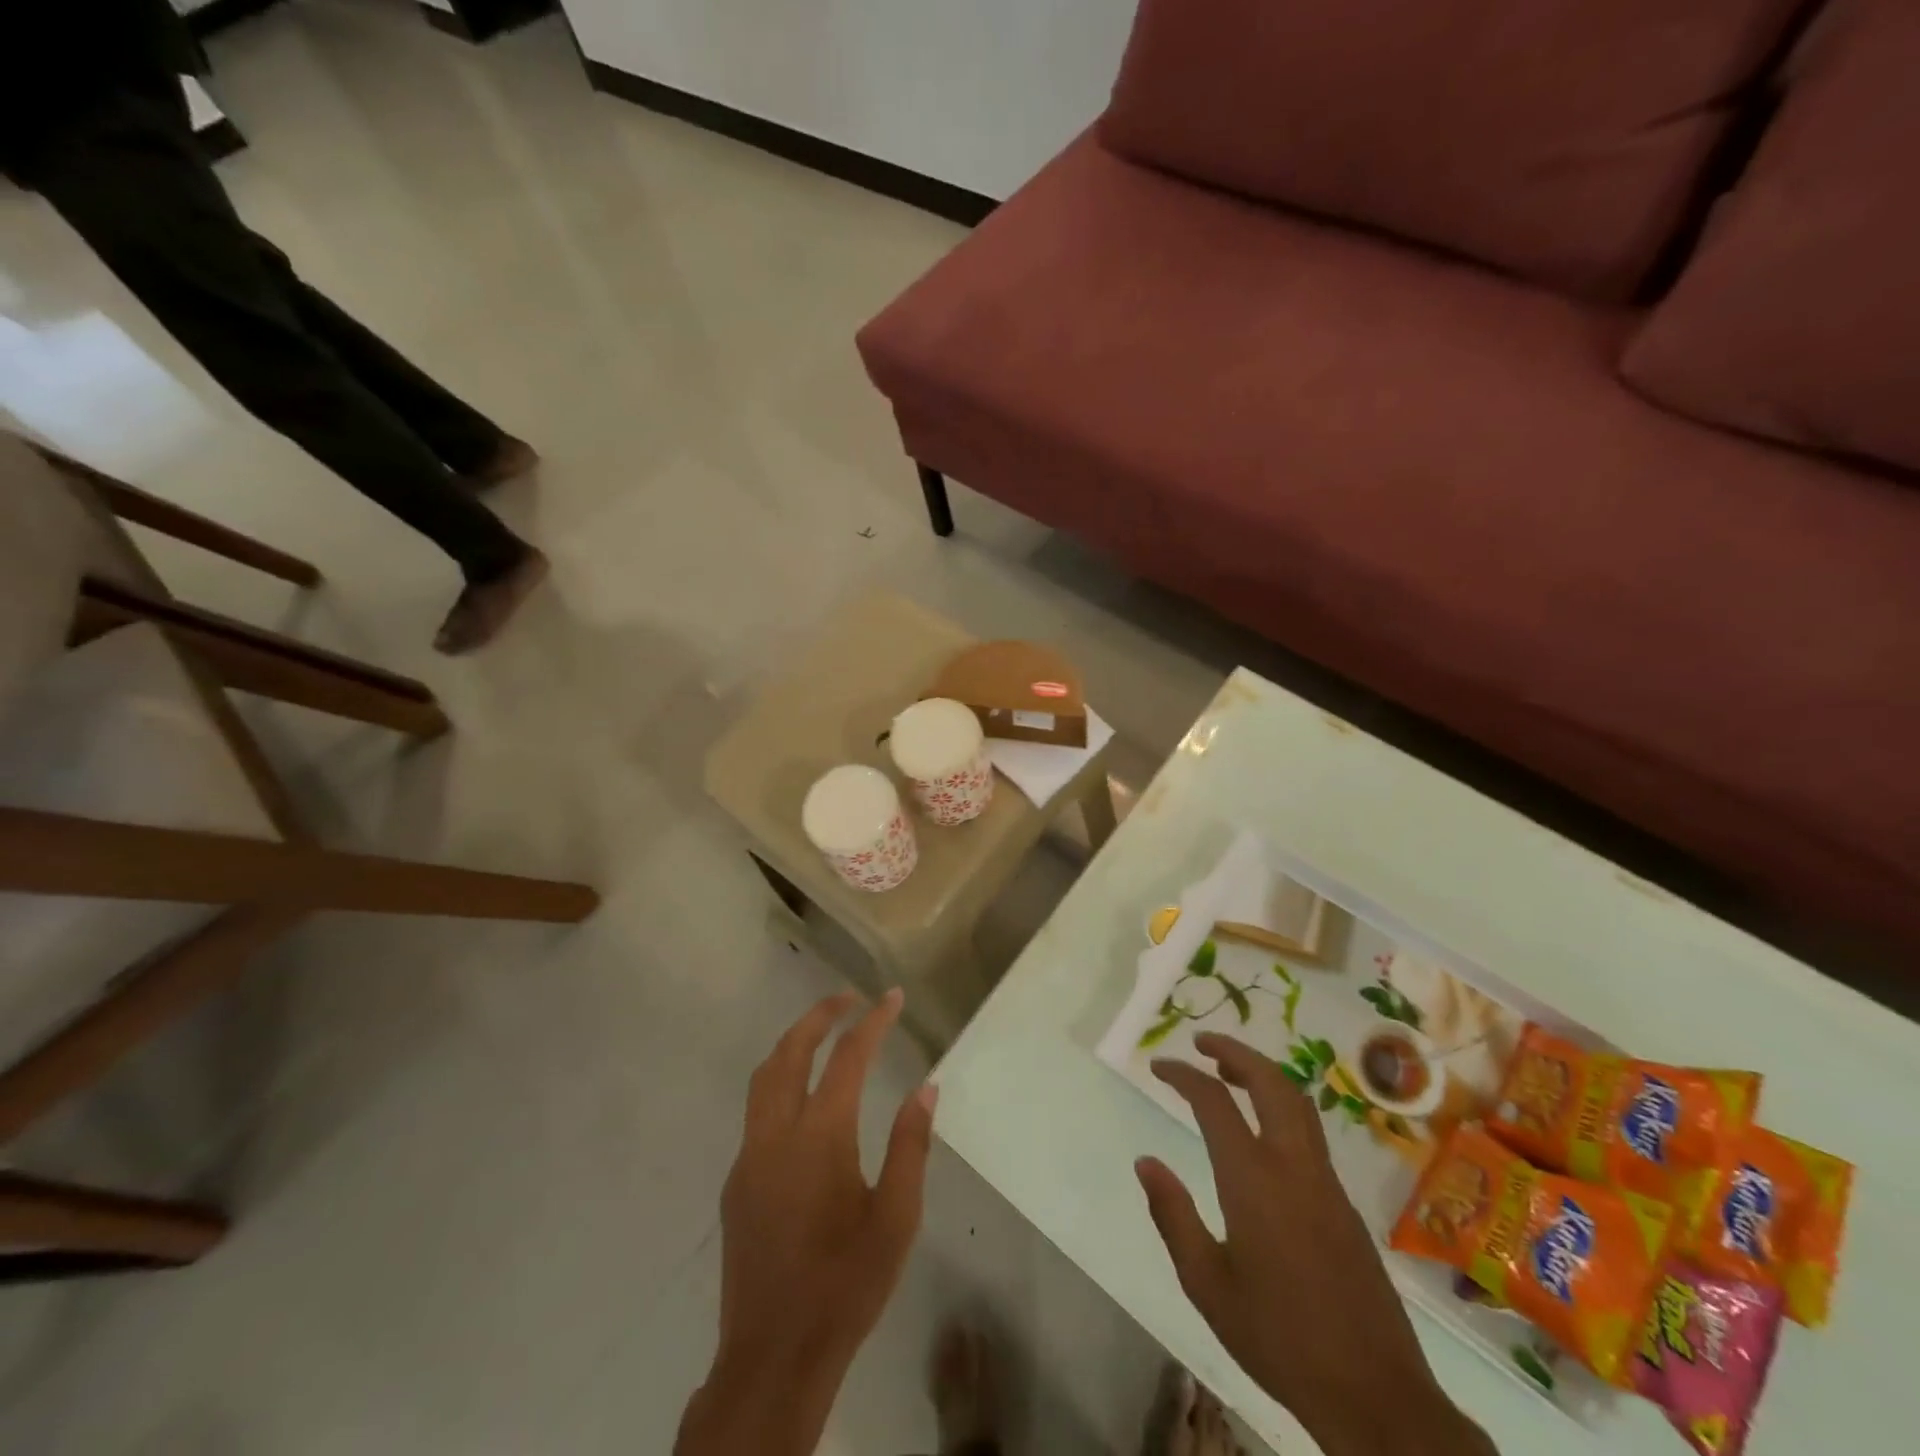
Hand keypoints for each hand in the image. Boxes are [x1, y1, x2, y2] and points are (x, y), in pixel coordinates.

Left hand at [676, 988, 935, 1455]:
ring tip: (824, 1032)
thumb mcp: (897, 1218)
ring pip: (765, 1077)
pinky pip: (757, 1112)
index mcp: (820, 1137)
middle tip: (850, 997)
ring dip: (794, 1043)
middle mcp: (776, 1134)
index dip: (873, 1021)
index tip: (893, 997)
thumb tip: (926, 1088)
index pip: (848, 1058)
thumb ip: (910, 1145)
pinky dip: (781, 1082)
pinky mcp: (736, 1182)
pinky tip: (805, 1102)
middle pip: (790, 1051)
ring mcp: (749, 1156)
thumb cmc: (846, 1285)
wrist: (775, 1357)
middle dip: (820, 1015)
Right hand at [1136, 1033, 1494, 1455]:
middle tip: (1202, 1043)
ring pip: (1297, 1102)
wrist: (1376, 1397)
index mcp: (1253, 1179)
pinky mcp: (1345, 1204)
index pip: (1214, 1101)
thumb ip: (1174, 1216)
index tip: (1159, 1066)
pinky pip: (1310, 1132)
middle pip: (1270, 1082)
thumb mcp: (1207, 1284)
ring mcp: (1326, 1182)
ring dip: (1262, 1074)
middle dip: (1235, 1051)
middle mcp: (1293, 1165)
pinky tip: (1263, 1130)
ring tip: (1229, 1072)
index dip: (1183, 1075)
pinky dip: (1281, 1106)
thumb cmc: (1279, 1339)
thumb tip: (1146, 1162)